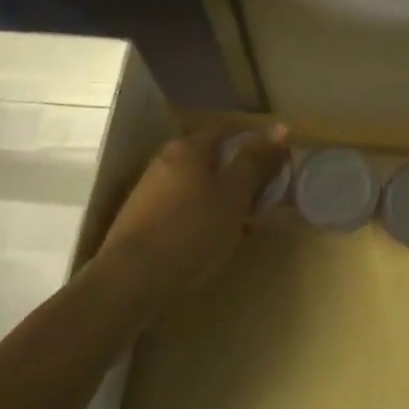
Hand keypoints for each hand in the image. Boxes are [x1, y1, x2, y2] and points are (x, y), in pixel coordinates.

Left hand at [97, 121, 290, 302]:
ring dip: (222, 196)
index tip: (277, 162)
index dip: (256, 142)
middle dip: (240, 173)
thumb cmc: (191, 232)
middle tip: (263, 197)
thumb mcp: (234, 196)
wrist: (128, 280)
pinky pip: (182, 204)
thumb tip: (279, 127)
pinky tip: (211, 238)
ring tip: (242, 223)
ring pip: (197, 183)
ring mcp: (149, 188)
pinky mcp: (140, 217)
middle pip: (212, 156)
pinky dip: (201, 213)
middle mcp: (166, 159)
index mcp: (190, 147)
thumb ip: (255, 160)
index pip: (230, 130)